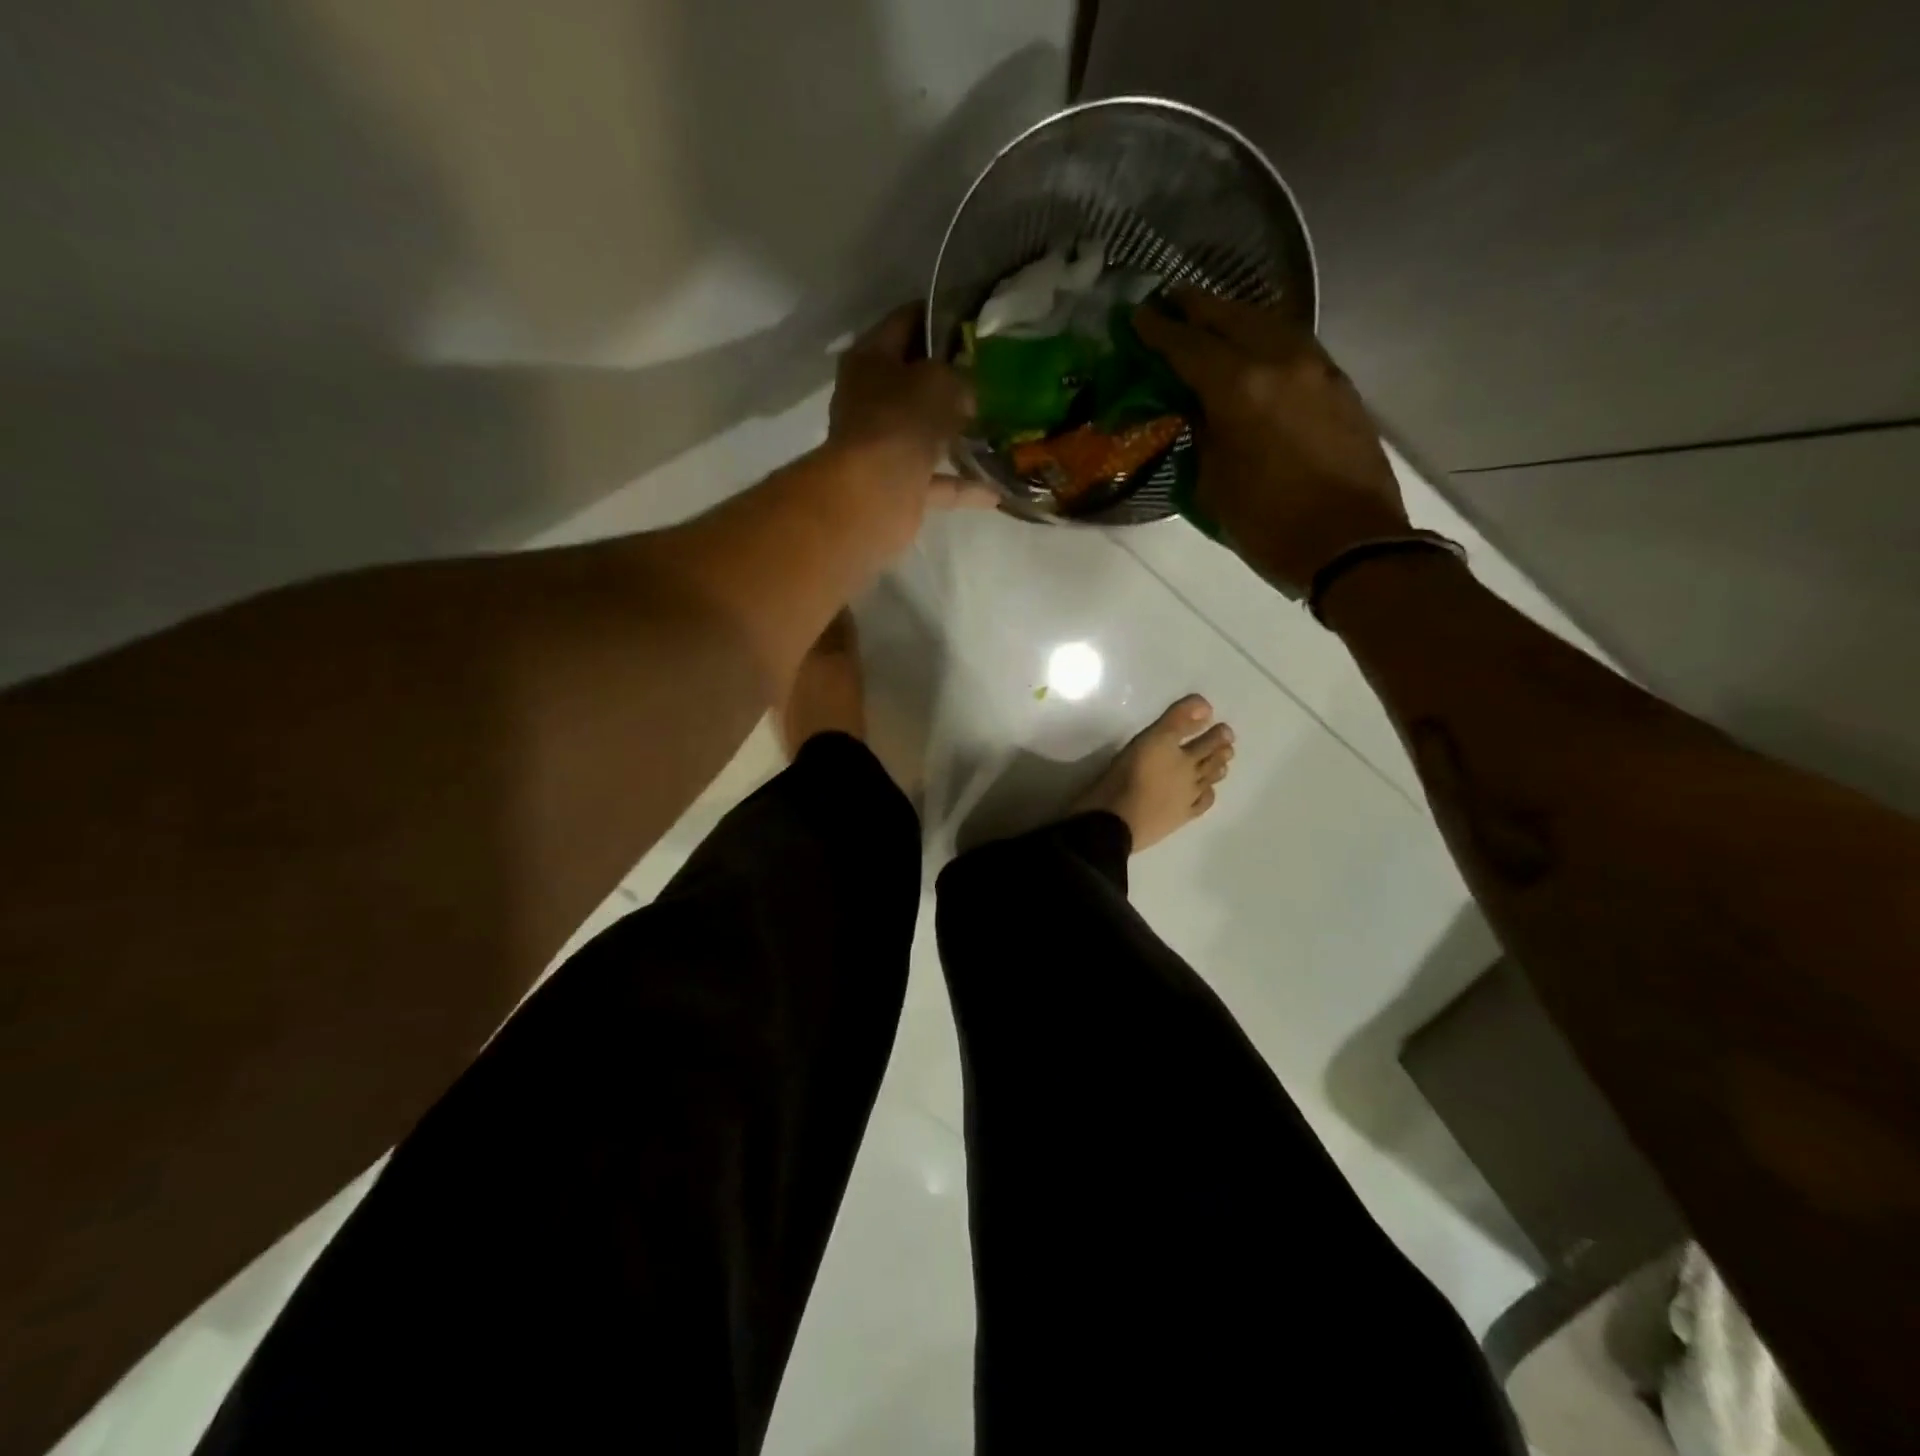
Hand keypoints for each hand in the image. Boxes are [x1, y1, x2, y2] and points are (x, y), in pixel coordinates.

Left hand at [826, 304, 992, 554]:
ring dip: (957, 434)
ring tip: (999, 426)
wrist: (873, 494)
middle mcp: (871, 400)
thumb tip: (966, 392)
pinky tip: (997, 489)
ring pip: (926, 433)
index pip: (904, 322)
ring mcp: (883, 445)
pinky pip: (937, 481)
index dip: (938, 315)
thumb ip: (957, 375)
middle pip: (914, 380)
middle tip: (993, 372)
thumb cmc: (901, 420)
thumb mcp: (939, 380)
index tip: (973, 317)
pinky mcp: (898, 485)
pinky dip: (963, 485)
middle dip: (951, 379)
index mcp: (870, 359)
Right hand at [1135, 292, 1408, 596]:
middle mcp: (1280, 362)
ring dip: (1235, 316)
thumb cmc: (1269, 525)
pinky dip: (1266, 336)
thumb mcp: (1215, 485)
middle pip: (1232, 317)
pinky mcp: (1339, 384)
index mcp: (1240, 389)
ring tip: (1210, 318)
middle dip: (1197, 307)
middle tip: (1170, 300)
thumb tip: (1199, 409)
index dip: (1159, 331)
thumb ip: (1203, 436)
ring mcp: (1316, 368)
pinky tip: (1254, 347)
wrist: (1352, 543)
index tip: (1137, 316)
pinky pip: (1294, 343)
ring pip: (1269, 322)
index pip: (1189, 346)